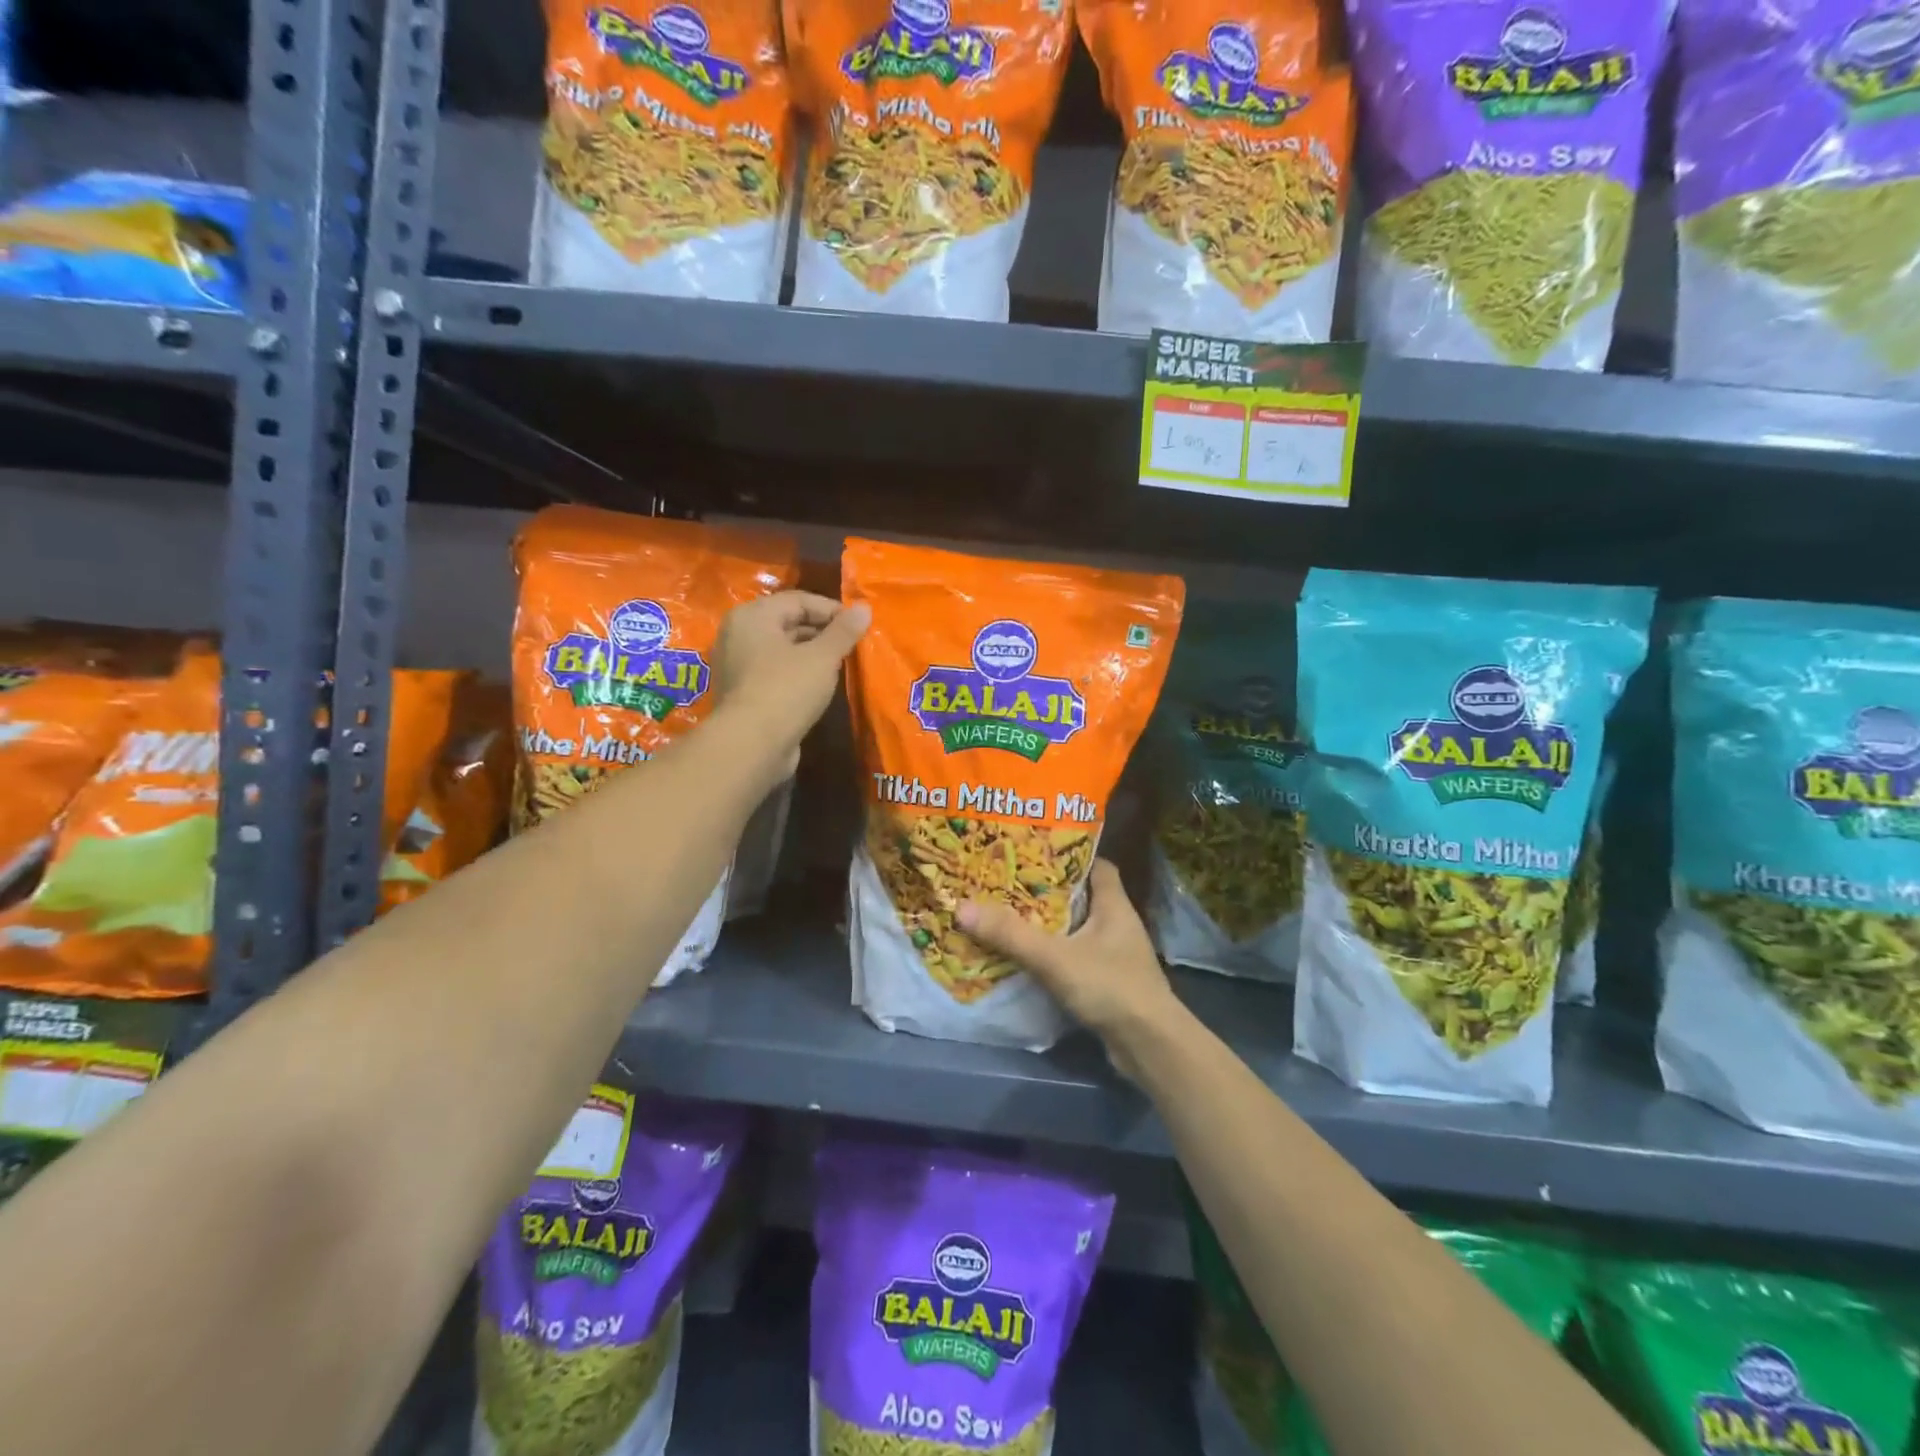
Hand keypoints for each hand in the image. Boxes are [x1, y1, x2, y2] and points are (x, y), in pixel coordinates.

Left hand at [712, 592, 869, 774]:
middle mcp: (738, 634)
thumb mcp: (822, 657)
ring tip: (841, 665)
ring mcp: (737, 665)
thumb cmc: (786, 690)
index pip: (798, 600)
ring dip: (811, 654)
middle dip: (822, 632)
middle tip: (852, 646)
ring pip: (782, 650)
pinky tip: (819, 687)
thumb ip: (844, 631)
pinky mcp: (742, 692)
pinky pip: (775, 672)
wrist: (751, 745)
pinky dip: (797, 674)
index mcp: (752, 616)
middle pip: (787, 623)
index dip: (832, 610)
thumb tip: (865, 608)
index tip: (859, 625)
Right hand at [957, 860, 1179, 1077]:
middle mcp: (1118, 925)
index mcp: (1114, 905)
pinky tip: (1027, 959)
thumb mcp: (1054, 957)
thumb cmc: (1110, 987)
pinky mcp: (1110, 984)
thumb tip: (962, 907)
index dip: (1070, 856)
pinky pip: (1076, 958)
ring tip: (1009, 917)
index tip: (1035, 852)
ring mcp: (1116, 956)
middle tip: (1009, 884)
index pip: (1098, 866)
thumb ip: (1010, 934)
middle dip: (1048, 892)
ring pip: (1077, 930)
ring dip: (1049, 926)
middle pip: (1082, 897)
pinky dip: (1054, 956)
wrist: (1150, 1046)